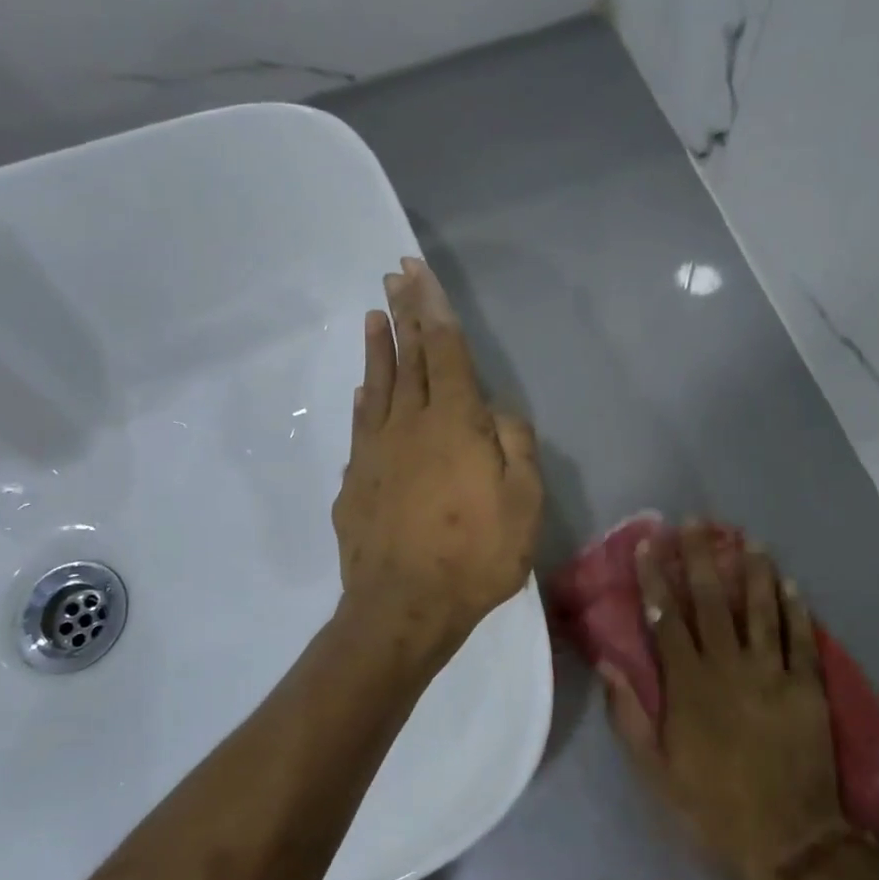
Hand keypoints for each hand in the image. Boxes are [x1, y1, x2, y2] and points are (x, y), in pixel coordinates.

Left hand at [332, 258, 542, 664]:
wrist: (403, 607)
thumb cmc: (475, 557)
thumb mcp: (523, 505)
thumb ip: (515, 447)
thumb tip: (497, 413)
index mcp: (454, 423)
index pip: (444, 350)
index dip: (433, 308)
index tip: (418, 272)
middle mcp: (409, 424)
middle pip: (408, 357)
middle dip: (404, 313)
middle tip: (394, 275)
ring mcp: (375, 451)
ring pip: (377, 386)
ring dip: (378, 348)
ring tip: (374, 315)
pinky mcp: (355, 480)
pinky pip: (360, 426)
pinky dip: (363, 399)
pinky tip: (361, 389)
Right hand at [600, 525, 851, 879]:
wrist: (789, 843)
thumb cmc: (711, 807)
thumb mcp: (654, 770)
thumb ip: (629, 715)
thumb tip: (608, 666)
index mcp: (688, 686)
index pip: (667, 619)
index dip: (655, 578)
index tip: (648, 544)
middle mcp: (729, 668)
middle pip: (713, 602)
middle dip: (701, 558)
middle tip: (696, 522)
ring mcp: (774, 675)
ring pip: (761, 610)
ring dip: (753, 571)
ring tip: (746, 539)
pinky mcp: (809, 689)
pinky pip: (802, 639)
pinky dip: (797, 609)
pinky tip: (792, 582)